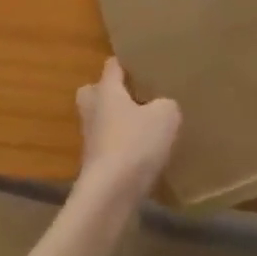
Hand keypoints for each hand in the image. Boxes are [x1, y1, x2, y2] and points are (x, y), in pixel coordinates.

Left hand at [75, 60, 180, 205]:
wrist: (110, 193)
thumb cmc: (135, 143)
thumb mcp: (165, 116)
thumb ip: (167, 104)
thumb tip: (163, 106)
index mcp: (106, 90)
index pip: (112, 66)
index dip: (125, 62)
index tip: (141, 63)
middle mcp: (92, 110)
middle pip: (94, 92)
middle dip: (110, 93)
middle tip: (134, 96)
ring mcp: (90, 138)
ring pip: (100, 120)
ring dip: (116, 123)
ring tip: (143, 128)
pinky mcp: (94, 165)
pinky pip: (108, 146)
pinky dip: (121, 147)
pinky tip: (141, 155)